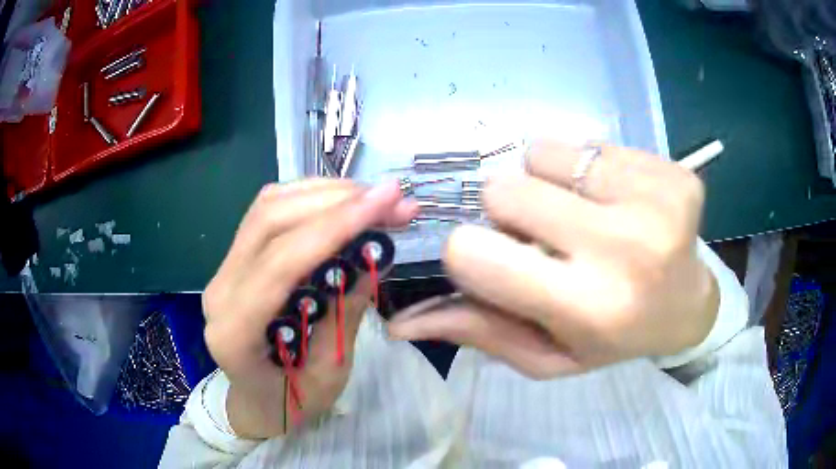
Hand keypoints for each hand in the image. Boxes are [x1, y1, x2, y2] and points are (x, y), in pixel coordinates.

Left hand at [203, 179, 416, 437]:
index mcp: (235, 332)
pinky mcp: (235, 259)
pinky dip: (309, 199)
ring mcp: (223, 270)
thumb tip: (372, 254)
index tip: (386, 201)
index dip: (335, 225)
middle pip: (270, 221)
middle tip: (392, 198)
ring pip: (268, 207)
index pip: (281, 261)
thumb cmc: (292, 402)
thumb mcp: (329, 373)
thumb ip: (344, 313)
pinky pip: (268, 213)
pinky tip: (342, 204)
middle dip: (336, 200)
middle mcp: (220, 290)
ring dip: (325, 193)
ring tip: (374, 199)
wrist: (257, 402)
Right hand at [389, 143, 718, 378]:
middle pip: (503, 190)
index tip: (496, 260)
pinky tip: (618, 201)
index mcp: (588, 308)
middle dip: (510, 213)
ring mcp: (655, 200)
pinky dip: (589, 170)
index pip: (473, 253)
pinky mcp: (673, 171)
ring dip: (549, 185)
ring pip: (541, 154)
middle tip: (549, 237)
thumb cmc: (612, 337)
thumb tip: (402, 322)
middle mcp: (625, 249)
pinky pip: (589, 144)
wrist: (687, 304)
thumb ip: (481, 332)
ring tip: (586, 217)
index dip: (469, 252)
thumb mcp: (546, 354)